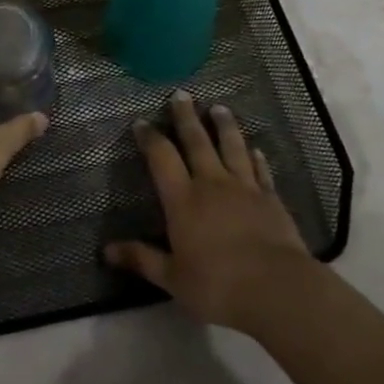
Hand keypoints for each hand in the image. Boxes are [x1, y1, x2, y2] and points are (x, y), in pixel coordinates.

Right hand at [104, 89, 310, 330]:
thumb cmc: (217, 284)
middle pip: (197, 142)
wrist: (277, 288)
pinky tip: (256, 149)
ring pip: (232, 147)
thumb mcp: (172, 278)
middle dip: (186, 117)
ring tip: (218, 107)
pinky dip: (257, 157)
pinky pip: (261, 170)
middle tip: (181, 94)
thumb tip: (106, 250)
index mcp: (183, 199)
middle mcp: (211, 183)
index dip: (150, 138)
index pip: (162, 158)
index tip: (141, 122)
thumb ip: (141, 259)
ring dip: (224, 126)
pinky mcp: (271, 199)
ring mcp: (244, 188)